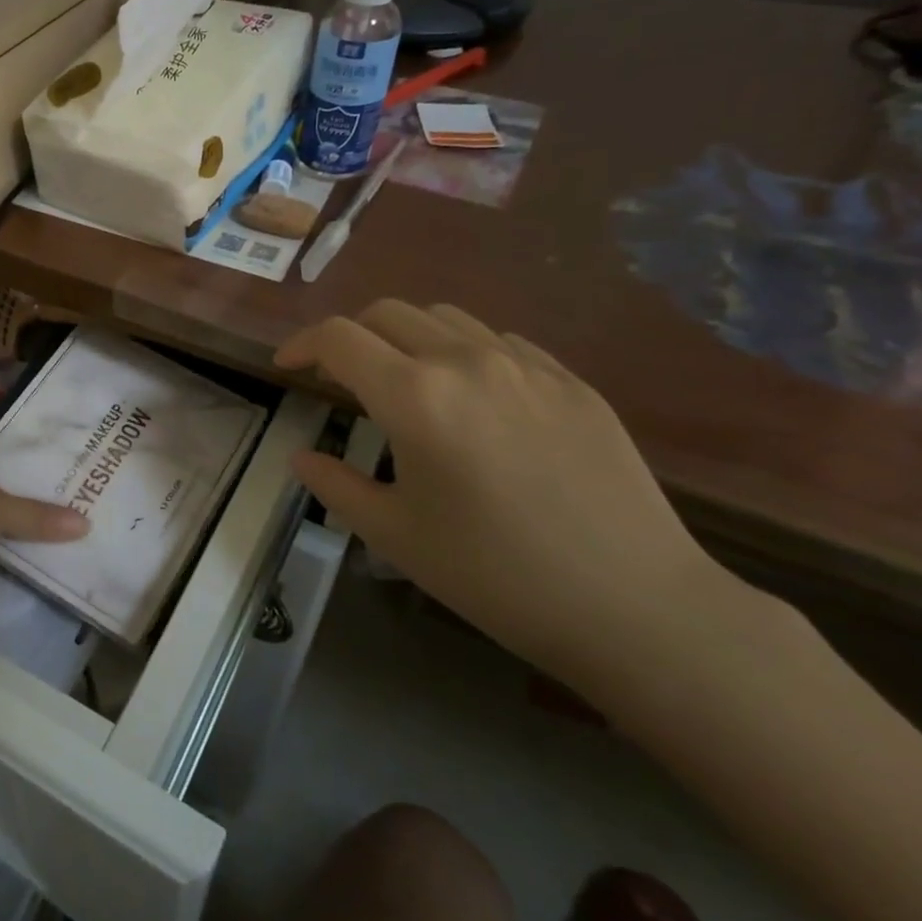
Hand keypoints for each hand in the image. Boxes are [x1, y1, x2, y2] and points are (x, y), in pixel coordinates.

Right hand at [275, 300, 736, 690]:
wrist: (635, 607)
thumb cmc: (494, 574)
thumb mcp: (394, 535)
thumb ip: (335, 485)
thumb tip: (302, 457)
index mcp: (414, 396)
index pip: (338, 338)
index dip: (301, 345)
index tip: (286, 367)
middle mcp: (466, 361)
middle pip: (387, 312)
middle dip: (349, 335)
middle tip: (338, 374)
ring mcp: (526, 365)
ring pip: (444, 317)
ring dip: (405, 335)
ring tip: (402, 378)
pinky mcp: (571, 381)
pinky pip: (500, 340)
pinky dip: (462, 350)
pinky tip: (470, 394)